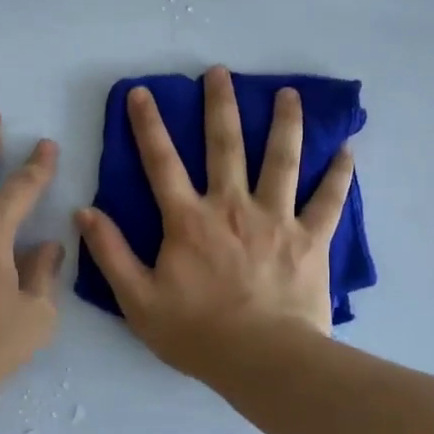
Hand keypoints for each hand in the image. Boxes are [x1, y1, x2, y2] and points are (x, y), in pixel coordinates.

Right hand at [75, 66, 353, 377]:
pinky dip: (339, 174)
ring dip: (284, 123)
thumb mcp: (138, 300)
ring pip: (281, 160)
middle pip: (225, 145)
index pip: (161, 162)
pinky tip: (348, 149)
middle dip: (220, 106)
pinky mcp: (311, 238)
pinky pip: (328, 200)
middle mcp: (232, 206)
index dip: (148, 125)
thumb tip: (85, 212)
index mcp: (189, 220)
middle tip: (220, 72)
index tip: (143, 93)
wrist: (262, 361)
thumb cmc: (196, 333)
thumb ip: (111, 253)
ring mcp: (276, 219)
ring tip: (288, 94)